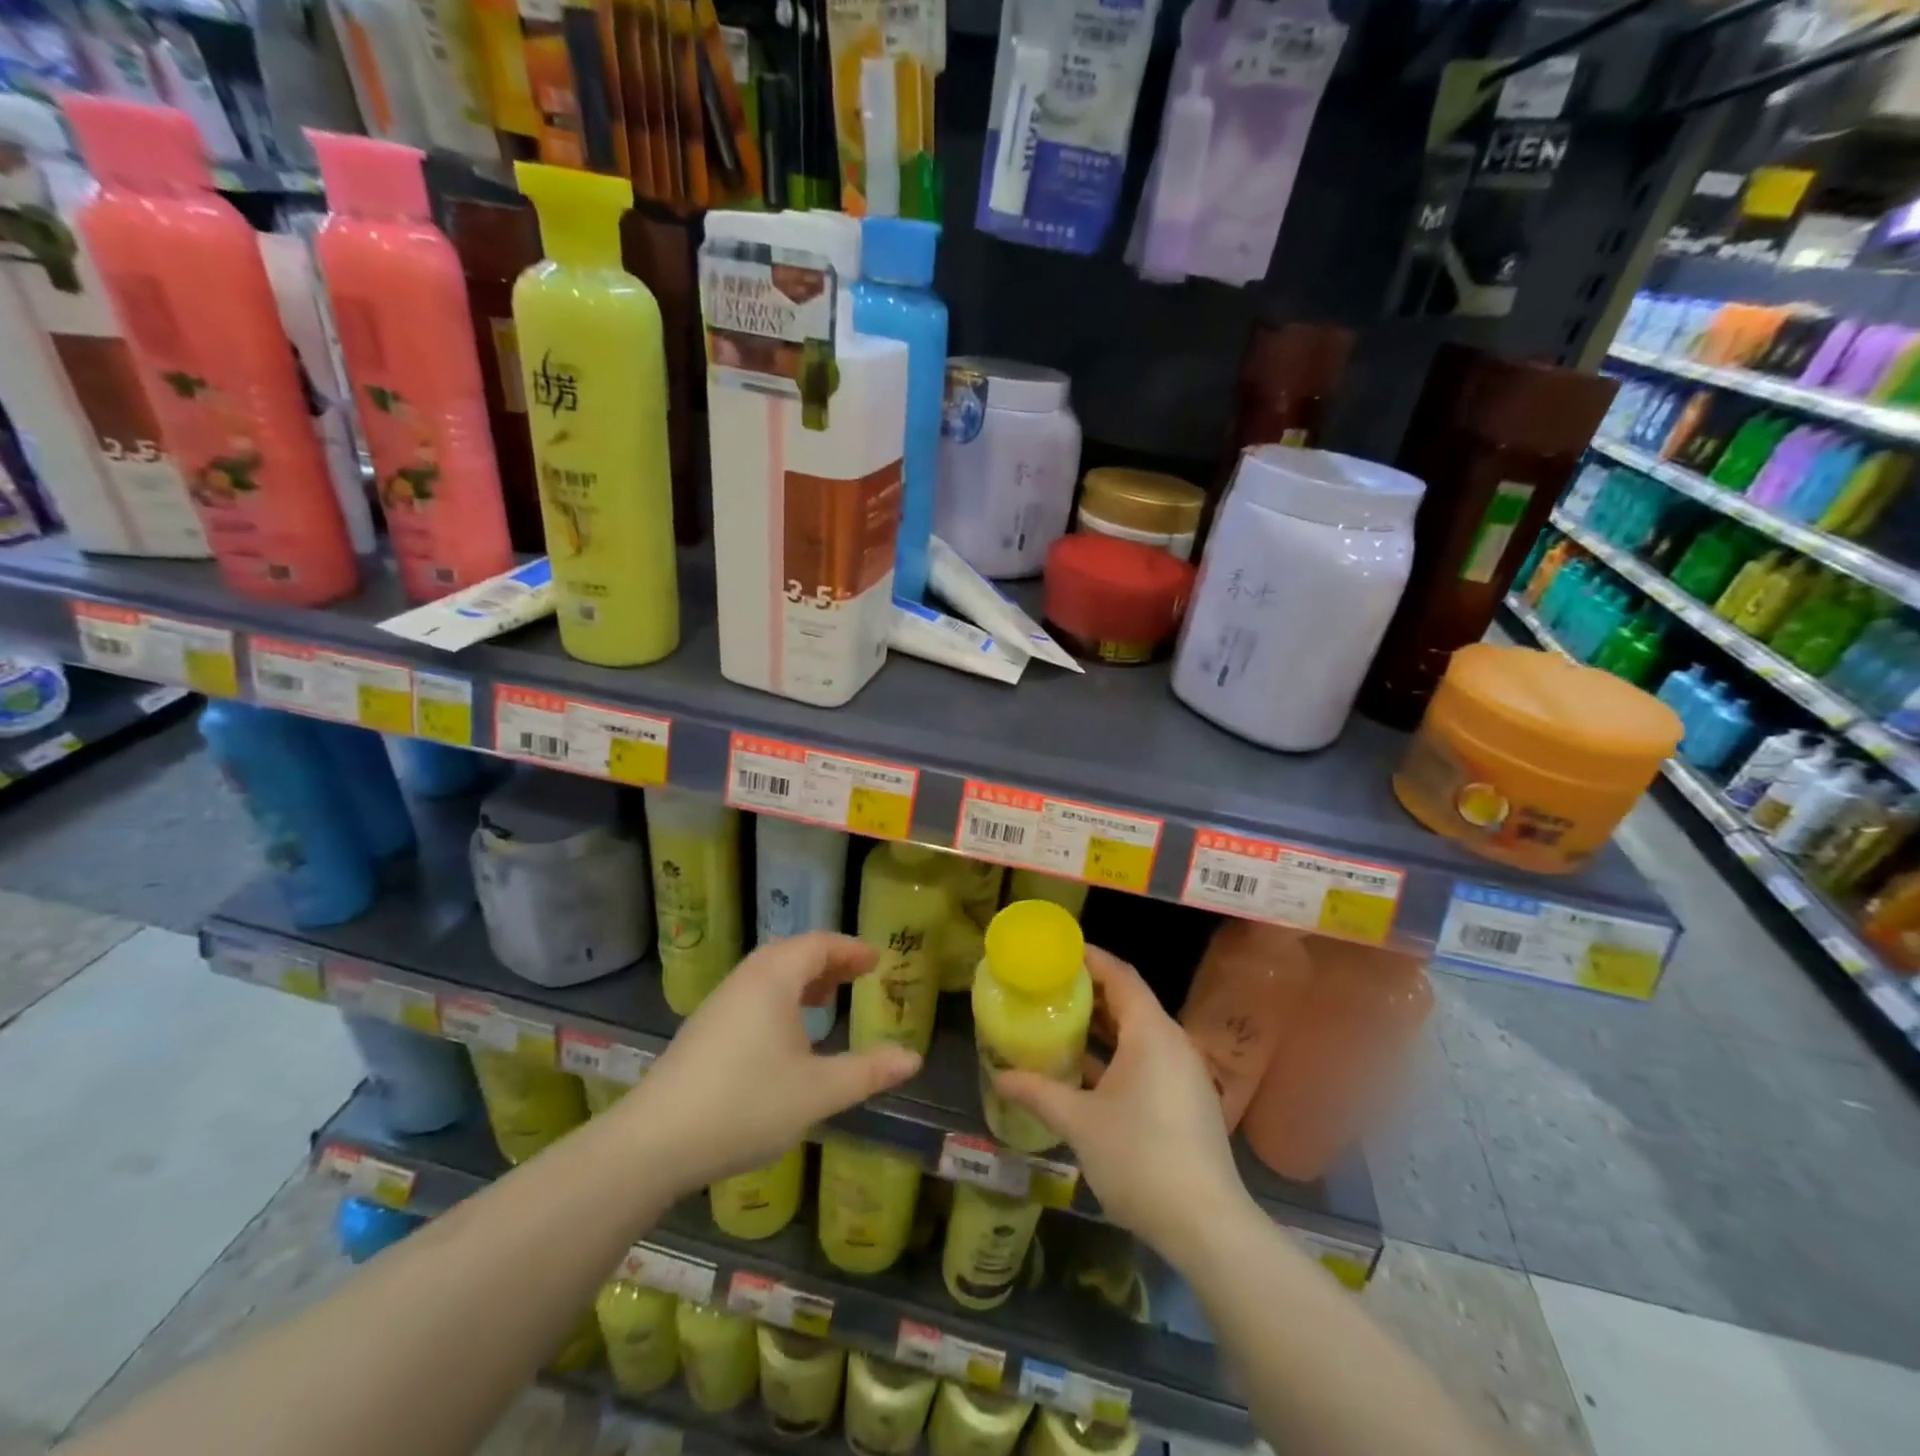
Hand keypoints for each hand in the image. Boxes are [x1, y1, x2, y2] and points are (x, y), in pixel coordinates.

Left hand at [621, 933, 920, 1194]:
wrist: (653, 1143)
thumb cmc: (745, 1105)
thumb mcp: (817, 1092)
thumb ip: (867, 1072)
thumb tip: (913, 1058)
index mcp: (774, 979)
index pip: (819, 944)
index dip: (851, 949)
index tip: (877, 961)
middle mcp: (745, 979)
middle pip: (793, 953)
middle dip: (830, 961)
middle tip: (860, 975)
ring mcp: (719, 1003)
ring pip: (770, 974)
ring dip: (803, 979)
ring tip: (828, 999)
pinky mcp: (704, 1029)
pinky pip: (753, 995)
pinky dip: (781, 998)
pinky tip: (786, 1035)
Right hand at [992, 946, 1249, 1264]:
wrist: (1207, 1226)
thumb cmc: (1140, 1159)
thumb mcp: (1080, 1123)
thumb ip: (1038, 1093)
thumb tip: (999, 1076)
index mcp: (1151, 1033)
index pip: (1120, 976)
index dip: (1090, 958)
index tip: (1057, 952)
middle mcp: (1172, 1043)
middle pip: (1129, 1001)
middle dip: (1090, 992)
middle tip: (1049, 987)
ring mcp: (1183, 1073)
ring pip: (1138, 1033)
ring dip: (1102, 1026)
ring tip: (1061, 1022)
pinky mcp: (1186, 1100)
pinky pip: (1147, 1059)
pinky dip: (1117, 1054)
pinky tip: (1086, 1072)